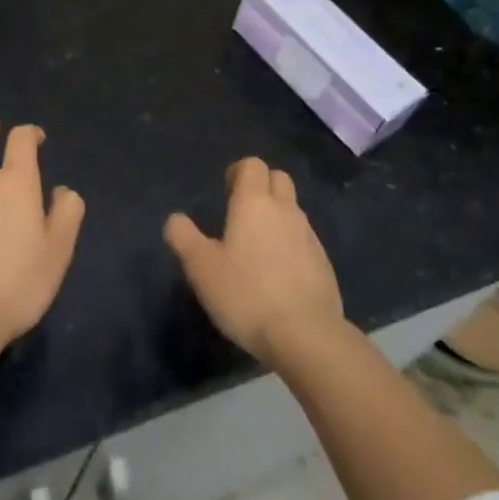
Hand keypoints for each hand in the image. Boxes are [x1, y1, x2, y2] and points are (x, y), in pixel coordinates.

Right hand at [163, 157, 343, 362]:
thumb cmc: (247, 294)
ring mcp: (309, 236)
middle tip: (241, 213)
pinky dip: (290, 244)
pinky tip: (278, 273)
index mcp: (255, 202)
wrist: (307, 335)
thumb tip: (175, 219)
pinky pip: (304, 239)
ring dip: (277, 216)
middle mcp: (285, 210)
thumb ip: (184, 238)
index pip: (253, 165)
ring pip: (293, 209)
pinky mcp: (323, 263)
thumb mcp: (202, 268)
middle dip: (262, 186)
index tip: (226, 191)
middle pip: (278, 178)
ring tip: (257, 246)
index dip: (239, 172)